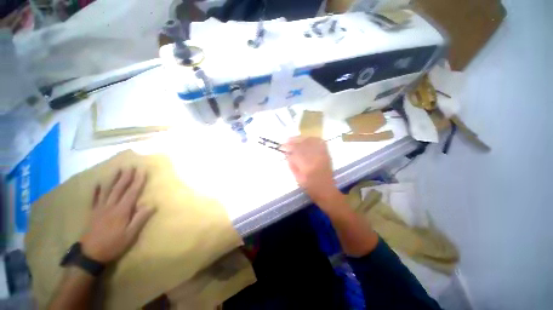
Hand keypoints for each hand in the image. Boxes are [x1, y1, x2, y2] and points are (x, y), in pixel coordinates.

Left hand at [80, 168, 155, 263]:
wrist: (90, 254)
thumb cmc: (113, 244)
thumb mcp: (130, 234)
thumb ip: (140, 219)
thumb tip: (151, 205)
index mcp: (122, 211)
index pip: (132, 192)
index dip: (138, 181)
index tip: (142, 171)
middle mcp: (111, 206)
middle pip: (119, 188)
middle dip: (126, 176)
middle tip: (130, 166)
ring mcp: (100, 209)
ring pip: (107, 190)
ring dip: (113, 179)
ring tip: (117, 169)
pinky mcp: (93, 213)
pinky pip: (94, 199)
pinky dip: (96, 190)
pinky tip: (97, 183)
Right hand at [282, 137, 341, 205]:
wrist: (326, 190)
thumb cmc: (310, 187)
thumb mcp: (297, 178)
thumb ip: (292, 165)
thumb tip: (287, 154)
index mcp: (307, 166)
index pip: (296, 152)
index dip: (288, 147)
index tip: (282, 146)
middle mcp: (315, 158)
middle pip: (304, 144)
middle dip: (294, 141)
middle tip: (287, 140)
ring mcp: (322, 155)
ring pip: (312, 141)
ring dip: (302, 138)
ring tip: (295, 139)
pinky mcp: (327, 155)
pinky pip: (320, 143)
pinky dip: (313, 139)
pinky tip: (307, 139)